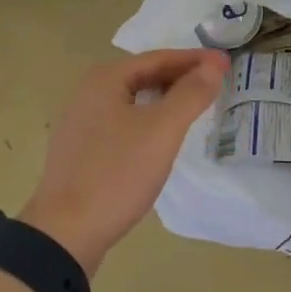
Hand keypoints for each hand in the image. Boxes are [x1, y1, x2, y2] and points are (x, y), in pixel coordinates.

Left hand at [19, 49, 228, 273]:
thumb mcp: (161, 131)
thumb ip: (190, 94)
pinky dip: (148, 121)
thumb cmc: (116, 174)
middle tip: (215, 84)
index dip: (195, 59)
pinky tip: (161, 138)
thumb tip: (214, 64)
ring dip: (165, 99)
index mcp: (105, 78)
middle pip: (144, 75)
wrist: (64, 233)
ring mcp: (81, 122)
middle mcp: (89, 92)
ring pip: (133, 100)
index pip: (159, 58)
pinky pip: (123, 123)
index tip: (226, 64)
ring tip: (194, 107)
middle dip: (180, 77)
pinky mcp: (81, 150)